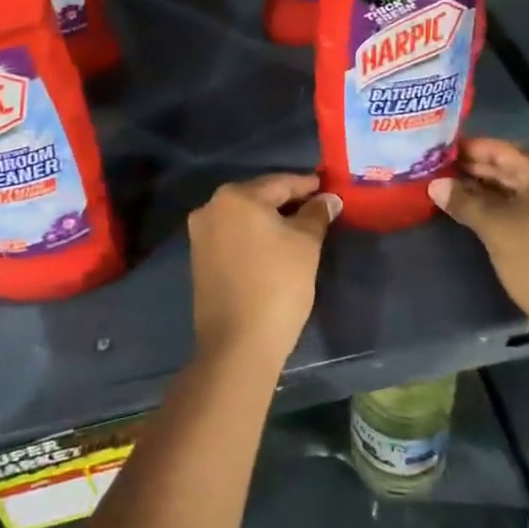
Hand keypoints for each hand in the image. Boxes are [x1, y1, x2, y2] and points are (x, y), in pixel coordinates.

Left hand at [186, 172, 338, 370]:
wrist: (237, 344)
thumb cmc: (277, 285)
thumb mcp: (305, 245)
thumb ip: (316, 214)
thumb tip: (328, 199)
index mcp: (235, 196)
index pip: (280, 183)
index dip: (307, 185)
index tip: (328, 188)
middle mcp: (211, 208)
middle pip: (258, 197)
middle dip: (287, 202)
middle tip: (317, 207)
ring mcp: (201, 235)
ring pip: (244, 217)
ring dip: (270, 220)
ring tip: (299, 227)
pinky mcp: (200, 260)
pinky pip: (233, 236)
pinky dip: (254, 237)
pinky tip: (274, 247)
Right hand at [430, 139, 528, 352]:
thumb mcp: (496, 228)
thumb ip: (464, 202)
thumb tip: (434, 184)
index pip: (500, 150)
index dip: (468, 148)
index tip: (437, 149)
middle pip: (505, 170)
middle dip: (471, 169)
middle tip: (435, 169)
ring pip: (509, 194)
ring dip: (479, 191)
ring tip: (444, 190)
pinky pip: (514, 213)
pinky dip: (491, 210)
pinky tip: (467, 215)